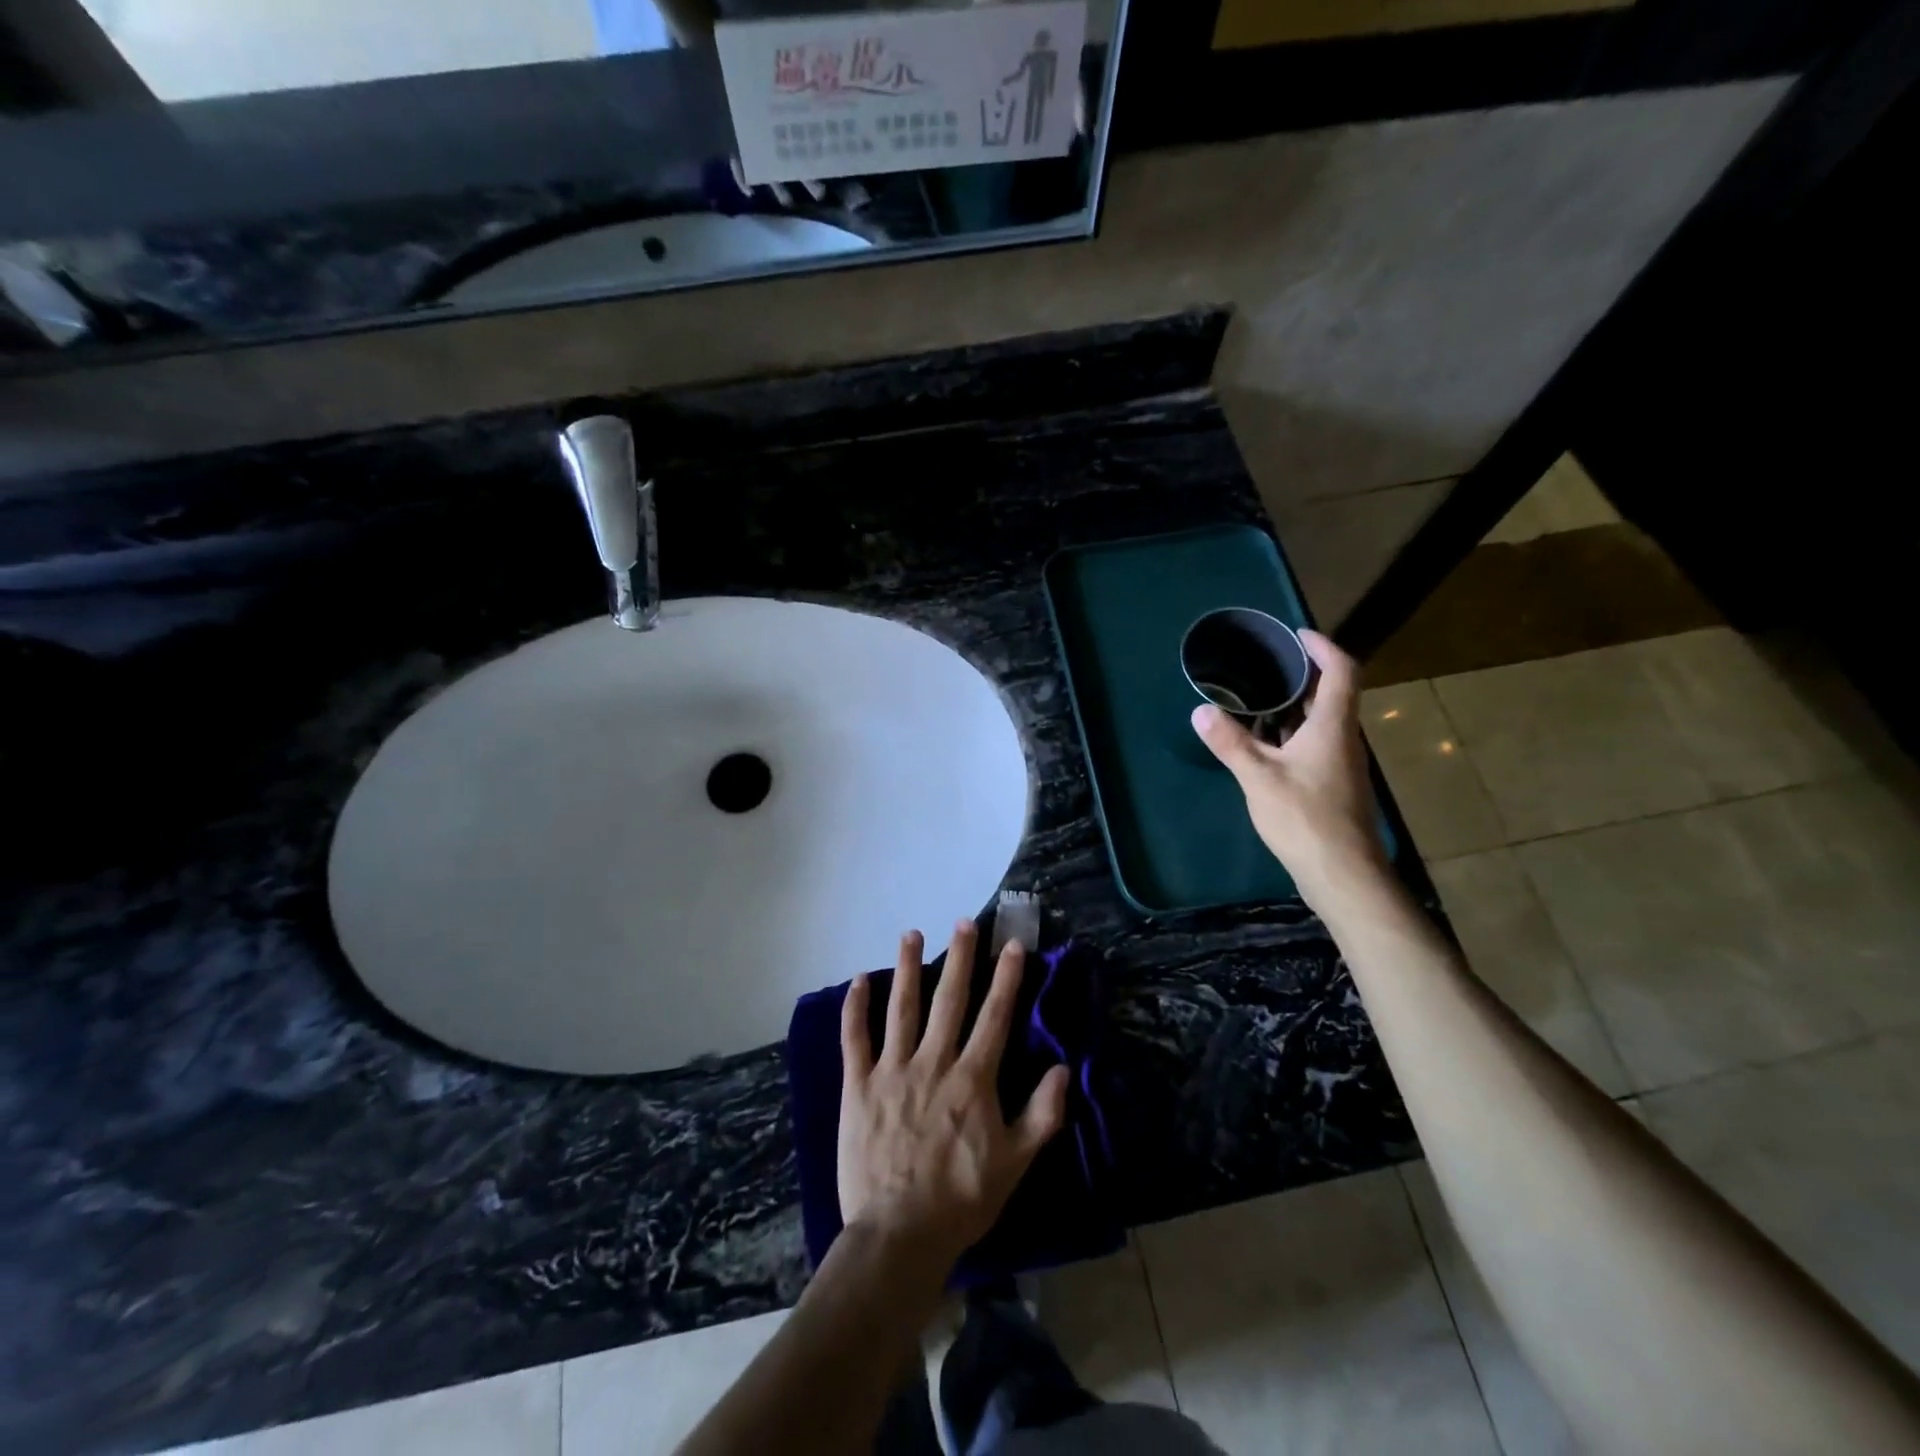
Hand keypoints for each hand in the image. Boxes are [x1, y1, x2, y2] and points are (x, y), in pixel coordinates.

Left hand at [838, 922, 1069, 1271]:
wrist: (899, 1235)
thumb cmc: (961, 1200)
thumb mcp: (1015, 1163)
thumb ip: (1042, 1114)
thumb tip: (1062, 1068)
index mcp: (972, 1079)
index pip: (994, 1016)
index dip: (1006, 978)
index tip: (1012, 944)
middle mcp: (933, 1062)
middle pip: (950, 999)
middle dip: (960, 957)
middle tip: (964, 922)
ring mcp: (892, 1071)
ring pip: (902, 1008)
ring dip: (908, 967)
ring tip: (912, 933)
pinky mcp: (858, 1086)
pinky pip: (854, 1038)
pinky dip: (855, 1007)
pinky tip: (859, 980)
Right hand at [1191, 628, 1389, 912]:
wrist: (1342, 873)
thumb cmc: (1304, 817)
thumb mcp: (1258, 777)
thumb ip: (1230, 742)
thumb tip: (1200, 711)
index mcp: (1333, 726)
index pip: (1341, 671)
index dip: (1323, 647)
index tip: (1296, 635)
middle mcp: (1343, 739)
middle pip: (1332, 694)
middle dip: (1302, 675)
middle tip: (1266, 664)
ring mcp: (1341, 763)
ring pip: (1322, 722)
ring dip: (1295, 706)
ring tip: (1257, 698)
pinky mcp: (1333, 785)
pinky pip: (1314, 744)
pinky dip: (1291, 733)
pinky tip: (1264, 744)